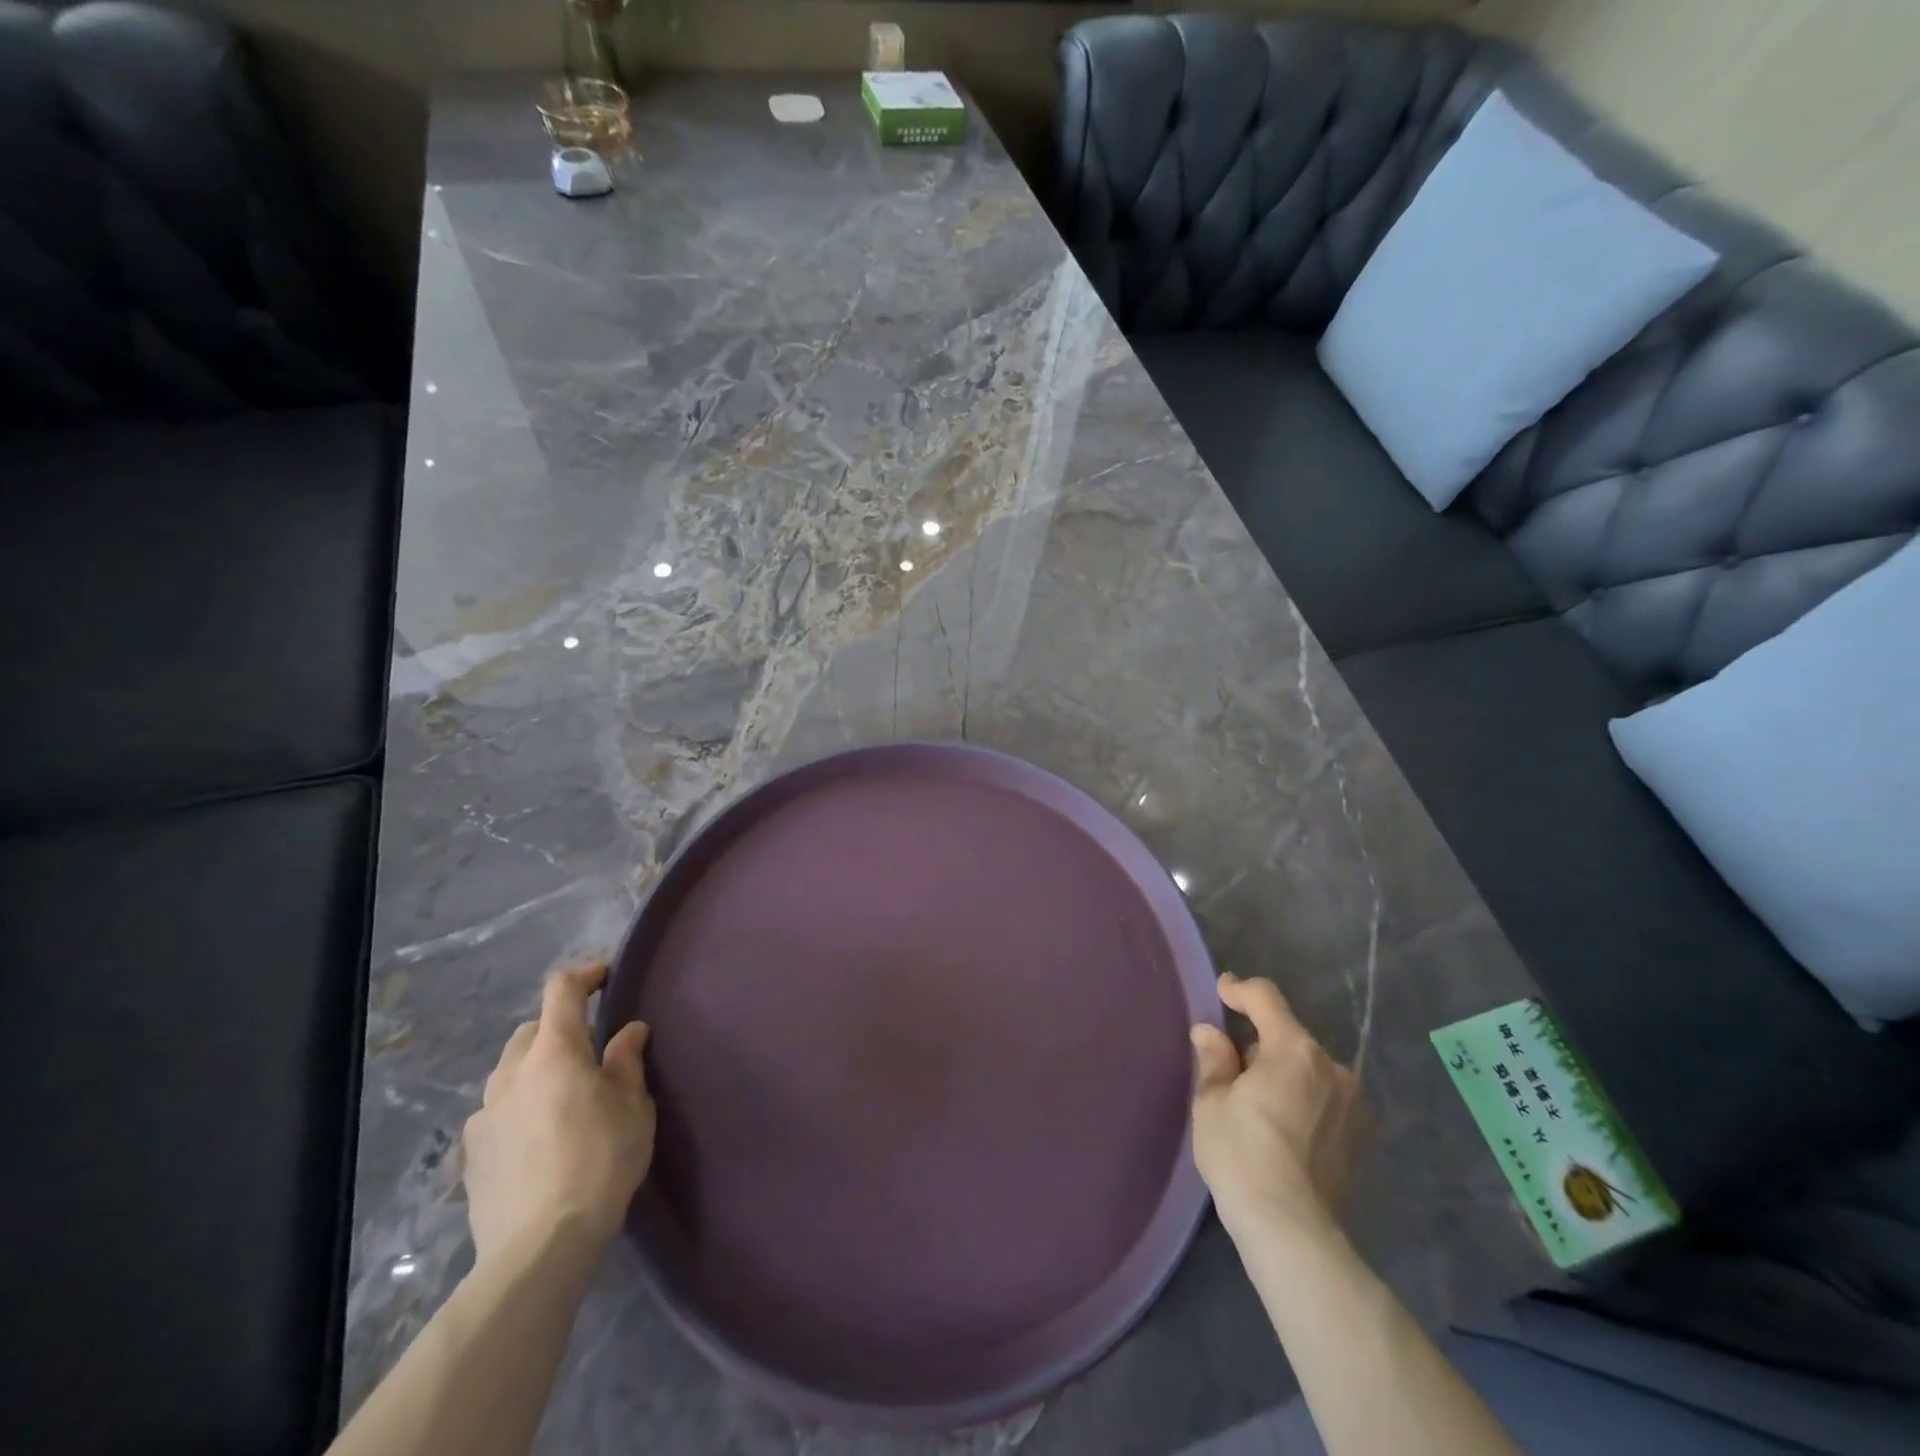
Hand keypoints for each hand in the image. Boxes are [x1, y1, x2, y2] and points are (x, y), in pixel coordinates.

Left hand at [461, 961, 655, 1265]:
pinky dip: (518, 1106)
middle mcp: (512, 1073)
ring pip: (511, 1070)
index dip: (585, 974)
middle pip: (532, 1030)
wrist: (539, 1247)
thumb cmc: (600, 1163)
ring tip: (563, 1095)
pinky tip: (537, 1136)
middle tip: (591, 1050)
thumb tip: (629, 1031)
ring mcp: (484, 1113)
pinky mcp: (470, 1152)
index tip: (606, 975)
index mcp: (555, 1053)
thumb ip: (627, 1062)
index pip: (562, 990)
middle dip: (560, 1028)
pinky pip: (496, 1110)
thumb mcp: (633, 1108)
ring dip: (536, 1068)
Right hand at [1191, 972, 1360, 1237]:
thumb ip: (1214, 1059)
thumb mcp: (1212, 1102)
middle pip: (1288, 1036)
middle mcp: (1332, 1067)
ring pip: (1308, 1069)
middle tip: (1231, 1071)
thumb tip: (1209, 1032)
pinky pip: (1324, 1098)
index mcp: (1294, 1050)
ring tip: (1258, 1106)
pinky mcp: (1361, 1136)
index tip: (1222, 991)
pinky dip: (1303, 1099)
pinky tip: (1284, 1129)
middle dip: (1260, 1044)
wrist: (1292, 1231)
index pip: (1266, 999)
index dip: (1240, 990)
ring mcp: (1353, 1103)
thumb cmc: (1242, 1155)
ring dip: (1283, 1073)